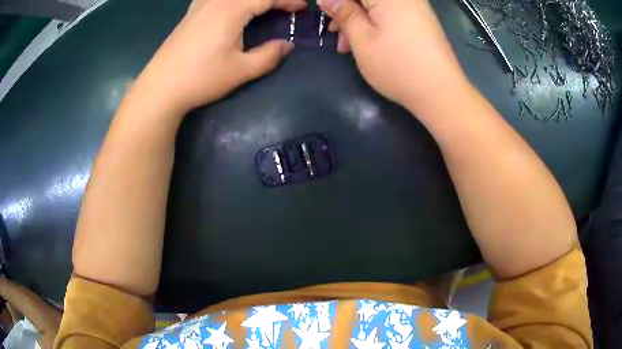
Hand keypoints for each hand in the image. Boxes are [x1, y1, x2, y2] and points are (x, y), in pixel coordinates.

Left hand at [133, 0, 306, 113]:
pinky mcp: (189, 14)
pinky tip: (225, 5)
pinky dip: (227, 0)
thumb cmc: (202, 78)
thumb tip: (286, 45)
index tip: (302, 7)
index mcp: (232, 10)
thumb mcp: (241, 70)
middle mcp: (216, 1)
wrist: (161, 87)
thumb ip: (269, 55)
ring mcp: (200, 6)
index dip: (287, 1)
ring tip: (259, 7)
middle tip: (283, 7)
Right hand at [318, 0, 469, 110]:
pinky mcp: (422, 20)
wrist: (441, 92)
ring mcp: (416, 7)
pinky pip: (392, 13)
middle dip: (346, 11)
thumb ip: (344, 13)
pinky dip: (376, 23)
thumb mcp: (362, 39)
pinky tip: (369, 42)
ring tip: (347, 46)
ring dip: (359, 20)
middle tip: (334, 33)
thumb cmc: (397, 66)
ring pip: (377, 6)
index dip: (336, 2)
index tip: (327, 15)